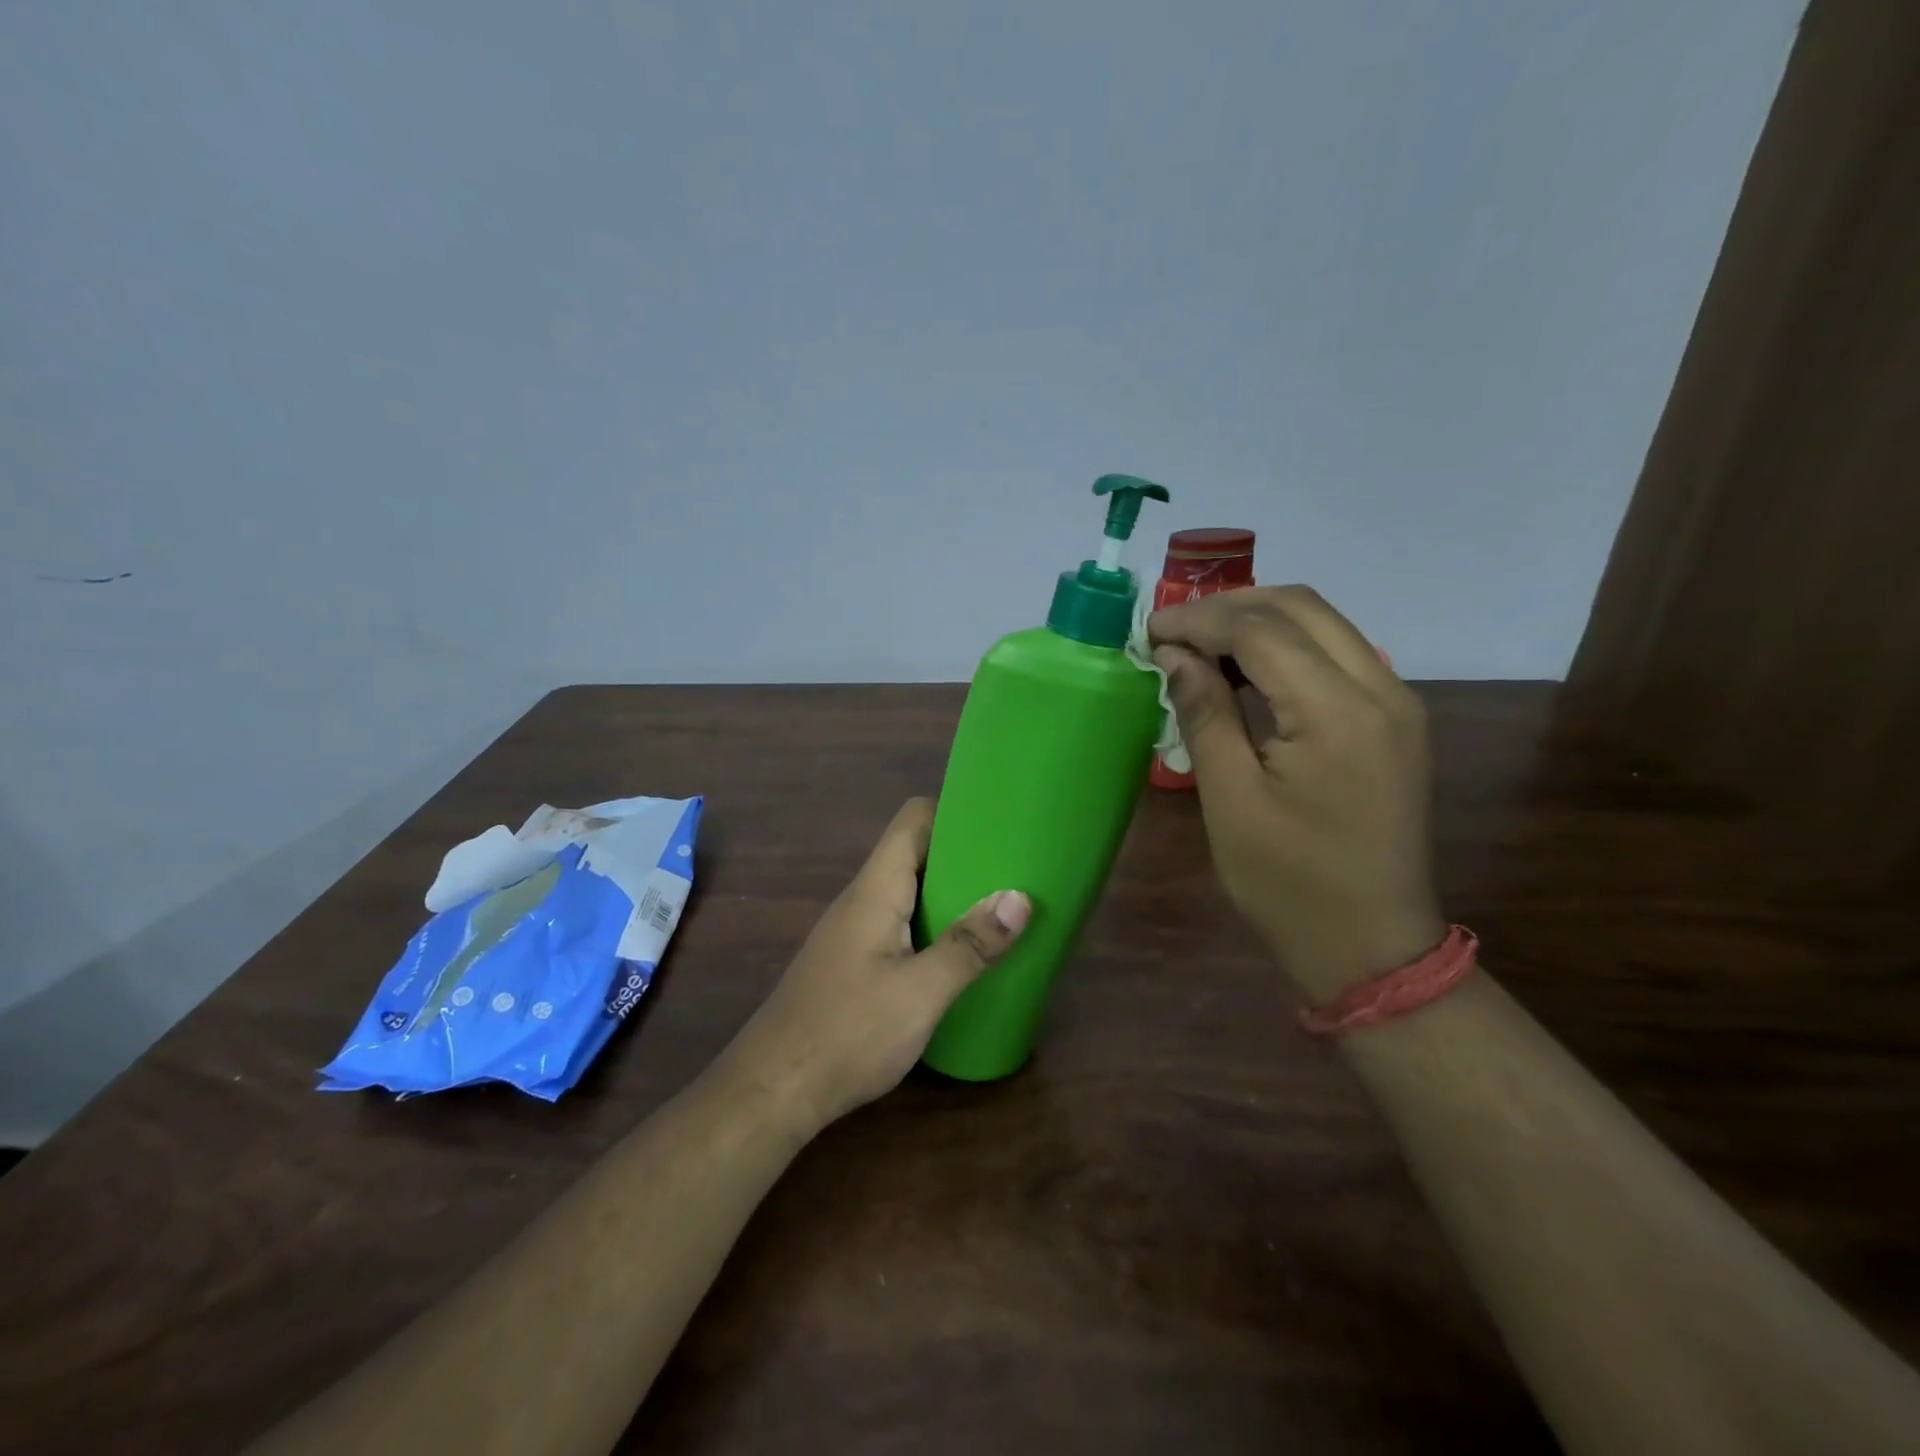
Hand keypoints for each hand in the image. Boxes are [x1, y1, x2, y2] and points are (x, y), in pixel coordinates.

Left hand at [716, 797, 1029, 1133]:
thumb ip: (970, 946)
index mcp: (876, 889)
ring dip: (952, 894)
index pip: (914, 820)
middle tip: (1017, 870)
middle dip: (965, 856)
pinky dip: (935, 926)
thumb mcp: (920, 993)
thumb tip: (1020, 898)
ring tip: (1002, 909)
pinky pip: (902, 924)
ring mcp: (855, 931)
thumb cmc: (848, 1033)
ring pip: (910, 891)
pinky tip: (962, 955)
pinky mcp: (854, 962)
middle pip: (916, 853)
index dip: (955, 812)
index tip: (1001, 823)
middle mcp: (863, 899)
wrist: (772, 1091)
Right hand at [1148, 585, 1444, 1000]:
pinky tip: (1246, 673)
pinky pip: (1338, 654)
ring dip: (1258, 622)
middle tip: (1172, 633)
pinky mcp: (1395, 719)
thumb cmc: (1288, 883)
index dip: (1198, 620)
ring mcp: (1397, 702)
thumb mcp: (1231, 800)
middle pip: (1300, 607)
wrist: (1372, 944)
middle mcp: (1381, 689)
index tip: (1149, 631)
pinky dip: (1286, 647)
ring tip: (1200, 648)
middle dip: (1228, 607)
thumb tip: (1175, 656)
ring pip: (1323, 623)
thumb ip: (1205, 714)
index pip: (1261, 630)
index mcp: (1337, 712)